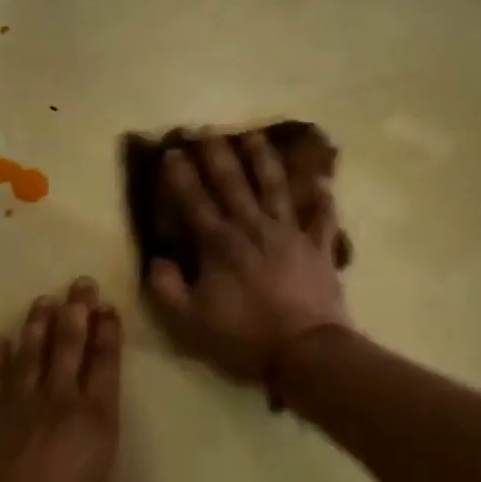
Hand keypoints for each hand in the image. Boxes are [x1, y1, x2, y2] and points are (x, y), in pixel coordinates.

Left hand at [0, 278, 173, 481]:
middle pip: (68, 347)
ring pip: (30, 354)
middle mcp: (59, 403)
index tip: (107, 306)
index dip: (107, 334)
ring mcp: (17, 406)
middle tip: (78, 282)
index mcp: (95, 422)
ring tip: (42, 299)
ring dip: (36, 325)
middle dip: (76, 312)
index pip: (105, 366)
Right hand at [146, 133, 350, 384]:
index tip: (172, 151)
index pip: (195, 201)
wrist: (304, 351)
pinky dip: (323, 200)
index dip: (181, 176)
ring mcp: (290, 234)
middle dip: (218, 155)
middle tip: (207, 130)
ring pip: (275, 187)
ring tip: (254, 136)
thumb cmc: (243, 336)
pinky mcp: (318, 247)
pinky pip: (322, 218)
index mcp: (220, 244)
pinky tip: (322, 182)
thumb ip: (167, 288)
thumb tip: (157, 260)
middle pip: (233, 183)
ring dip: (264, 160)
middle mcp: (253, 228)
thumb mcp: (190, 321)